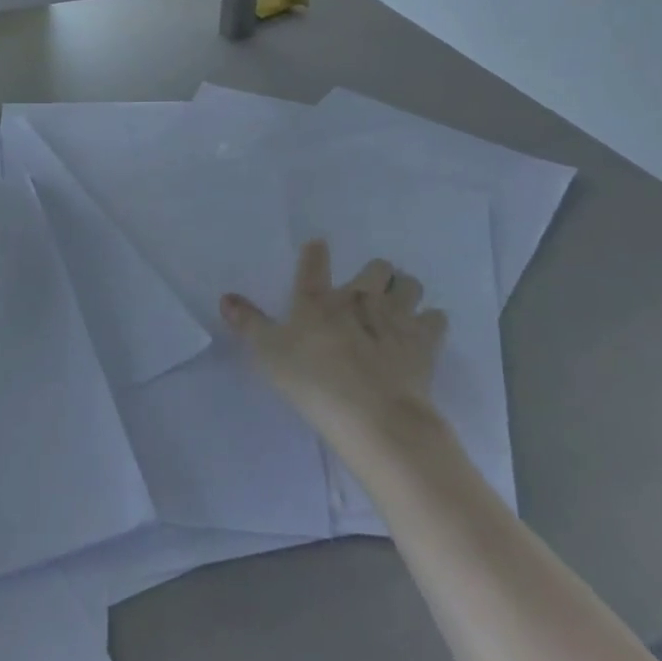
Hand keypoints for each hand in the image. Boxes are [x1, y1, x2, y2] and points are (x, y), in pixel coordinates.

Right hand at [221, 238, 447, 456]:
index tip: (319, 246)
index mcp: (318, 300)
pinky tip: (424, 331)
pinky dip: (430, 321)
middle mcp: (359, 299)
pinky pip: (435, 319)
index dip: (316, 253)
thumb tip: (226, 297)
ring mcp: (396, 317)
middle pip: (376, 268)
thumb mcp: (268, 354)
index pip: (314, 265)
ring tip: (399, 303)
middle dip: (375, 272)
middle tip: (369, 288)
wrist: (372, 414)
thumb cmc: (312, 382)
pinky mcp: (425, 342)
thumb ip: (248, 323)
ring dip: (405, 289)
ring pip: (409, 285)